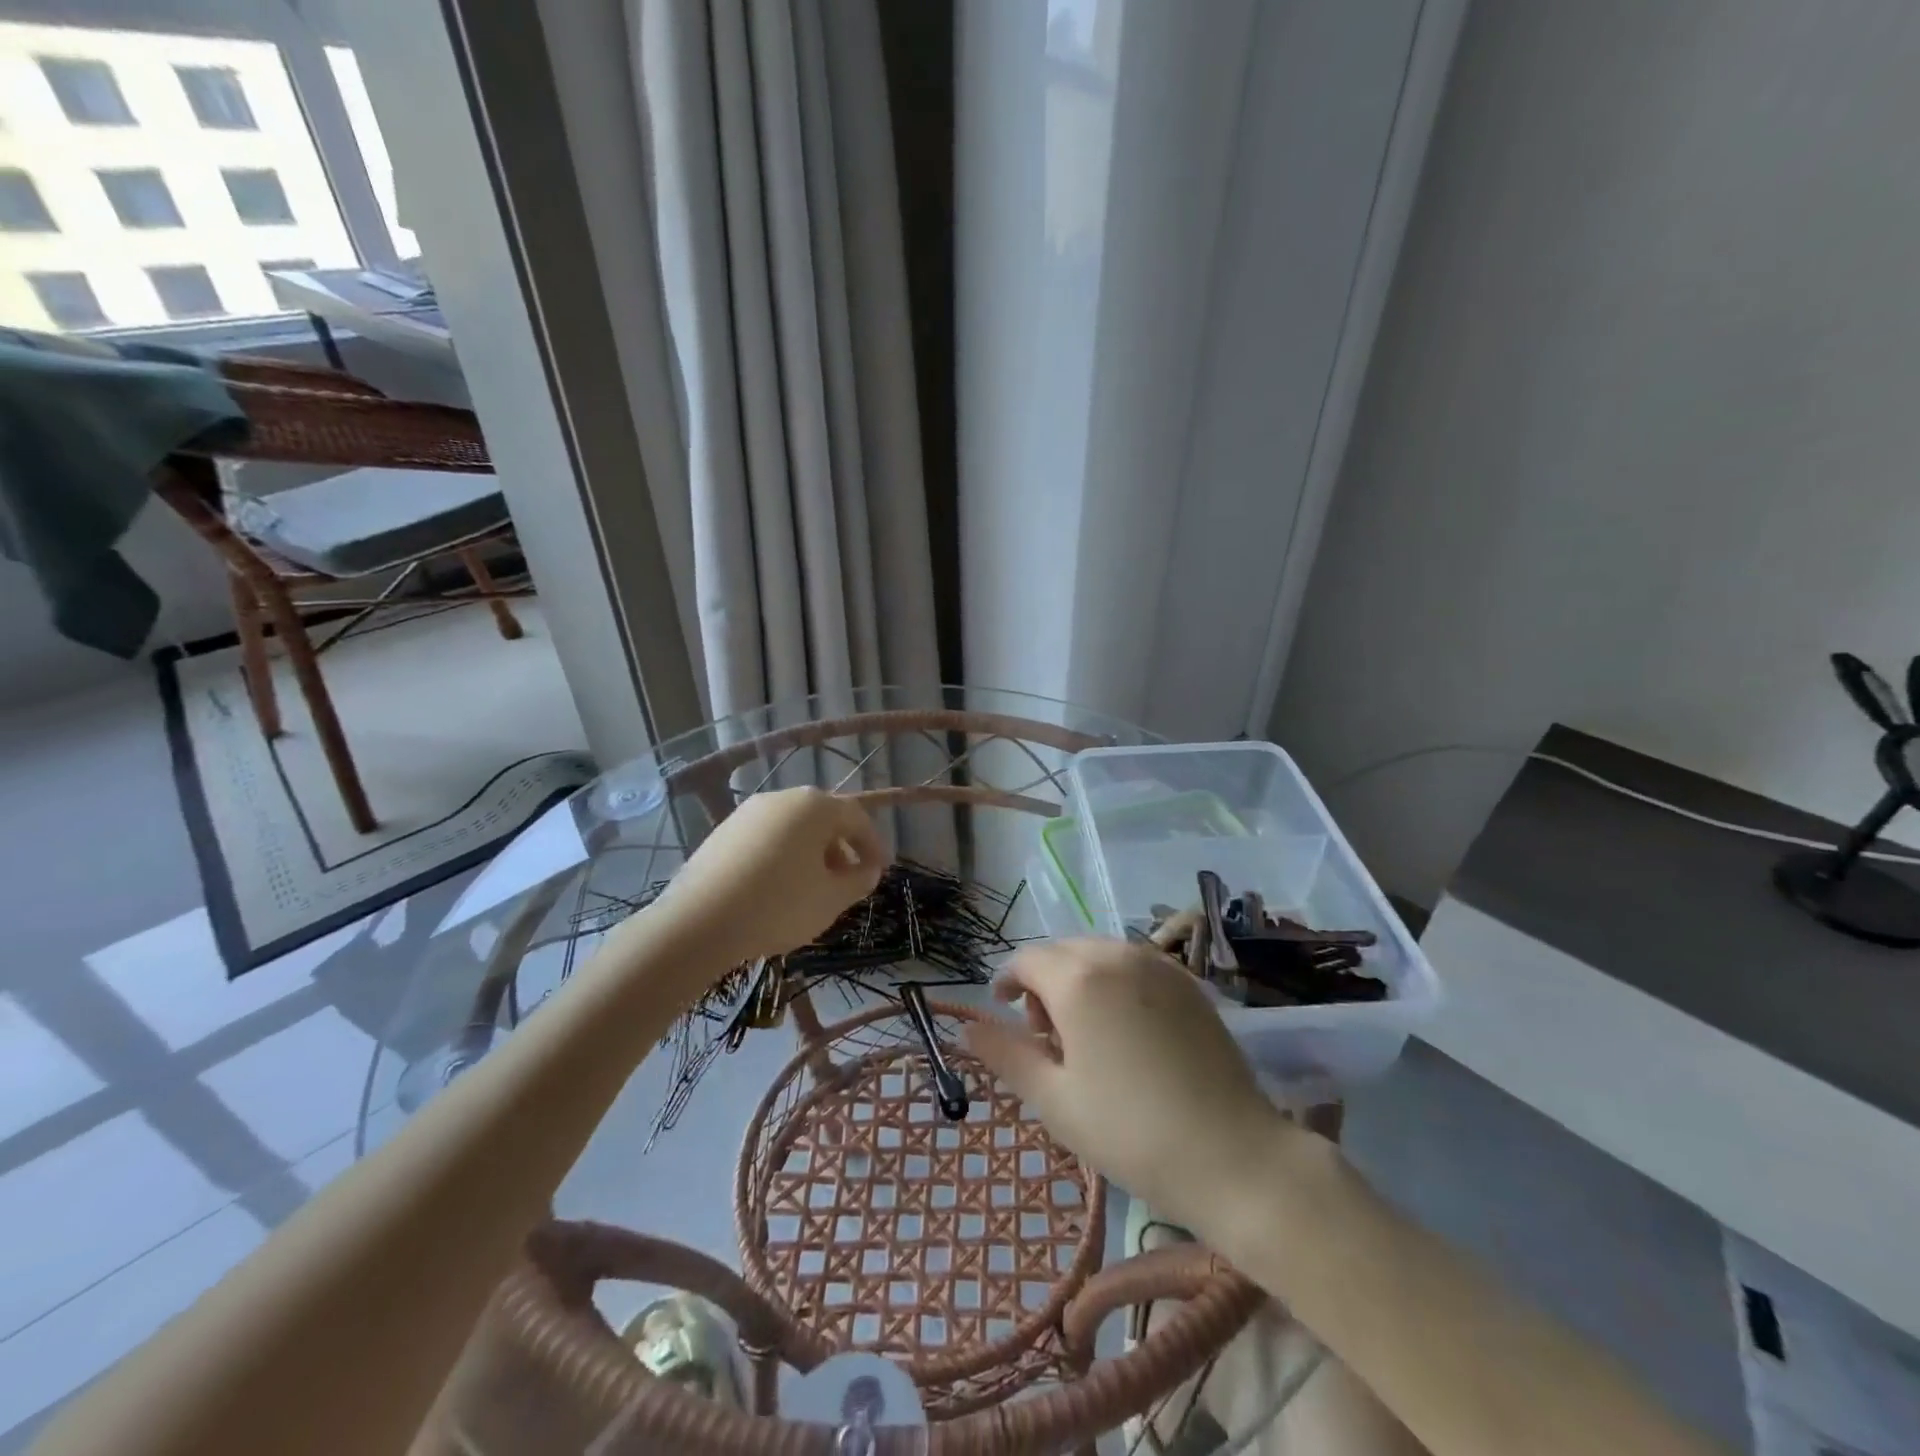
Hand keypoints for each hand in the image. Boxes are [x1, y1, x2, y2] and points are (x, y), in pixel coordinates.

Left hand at [657, 787, 886, 965]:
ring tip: (815, 888)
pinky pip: (766, 838)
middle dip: (842, 848)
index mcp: (814, 806)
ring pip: (793, 828)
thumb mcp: (832, 899)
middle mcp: (782, 798)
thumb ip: (858, 880)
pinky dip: (782, 856)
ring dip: (812, 853)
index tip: (880, 871)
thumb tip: (867, 870)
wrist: (698, 922)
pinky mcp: (723, 832)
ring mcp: (748, 813)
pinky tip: (778, 888)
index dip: (874, 845)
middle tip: (850, 880)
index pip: (856, 818)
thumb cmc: (779, 905)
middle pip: (823, 819)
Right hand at [963, 939, 1292, 1234]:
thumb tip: (969, 1028)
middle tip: (1047, 1038)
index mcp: (1080, 979)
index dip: (1008, 982)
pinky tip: (1126, 1030)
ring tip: (1087, 1036)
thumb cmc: (1131, 1132)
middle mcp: (1118, 955)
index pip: (1027, 960)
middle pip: (1063, 952)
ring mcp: (1160, 965)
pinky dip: (1115, 983)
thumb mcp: (1054, 1101)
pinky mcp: (1189, 982)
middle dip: (1043, 983)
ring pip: (1100, 955)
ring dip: (1079, 980)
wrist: (1234, 1156)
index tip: (1004, 1013)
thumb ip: (1006, 1055)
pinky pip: (1135, 965)